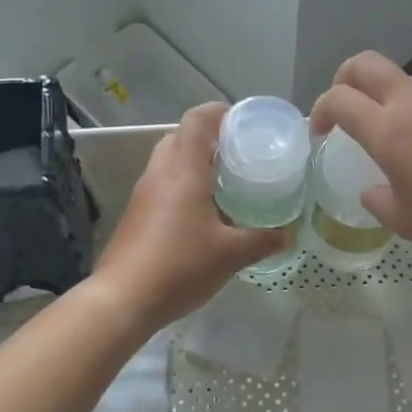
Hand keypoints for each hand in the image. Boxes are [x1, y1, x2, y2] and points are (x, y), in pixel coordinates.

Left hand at [92, 103, 287, 327]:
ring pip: (169, 162)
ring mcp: (143, 194)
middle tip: (239, 157)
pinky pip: (162, 186)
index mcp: (184, 170)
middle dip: (209, 140)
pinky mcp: (136, 215)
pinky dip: (182, 187)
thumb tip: (287, 234)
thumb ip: (263, 240)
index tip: (244, 124)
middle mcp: (160, 173)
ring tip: (225, 184)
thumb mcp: (231, 254)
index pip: (197, 120)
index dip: (219, 113)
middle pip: (180, 137)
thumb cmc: (180, 266)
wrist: (123, 299)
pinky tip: (202, 215)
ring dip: (194, 165)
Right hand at [309, 52, 411, 265]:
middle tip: (345, 108)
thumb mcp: (406, 221)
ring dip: (386, 97)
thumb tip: (373, 189)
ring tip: (394, 134)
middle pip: (366, 64)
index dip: (321, 110)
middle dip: (345, 79)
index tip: (321, 133)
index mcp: (387, 131)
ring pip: (404, 80)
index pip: (339, 98)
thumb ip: (378, 200)